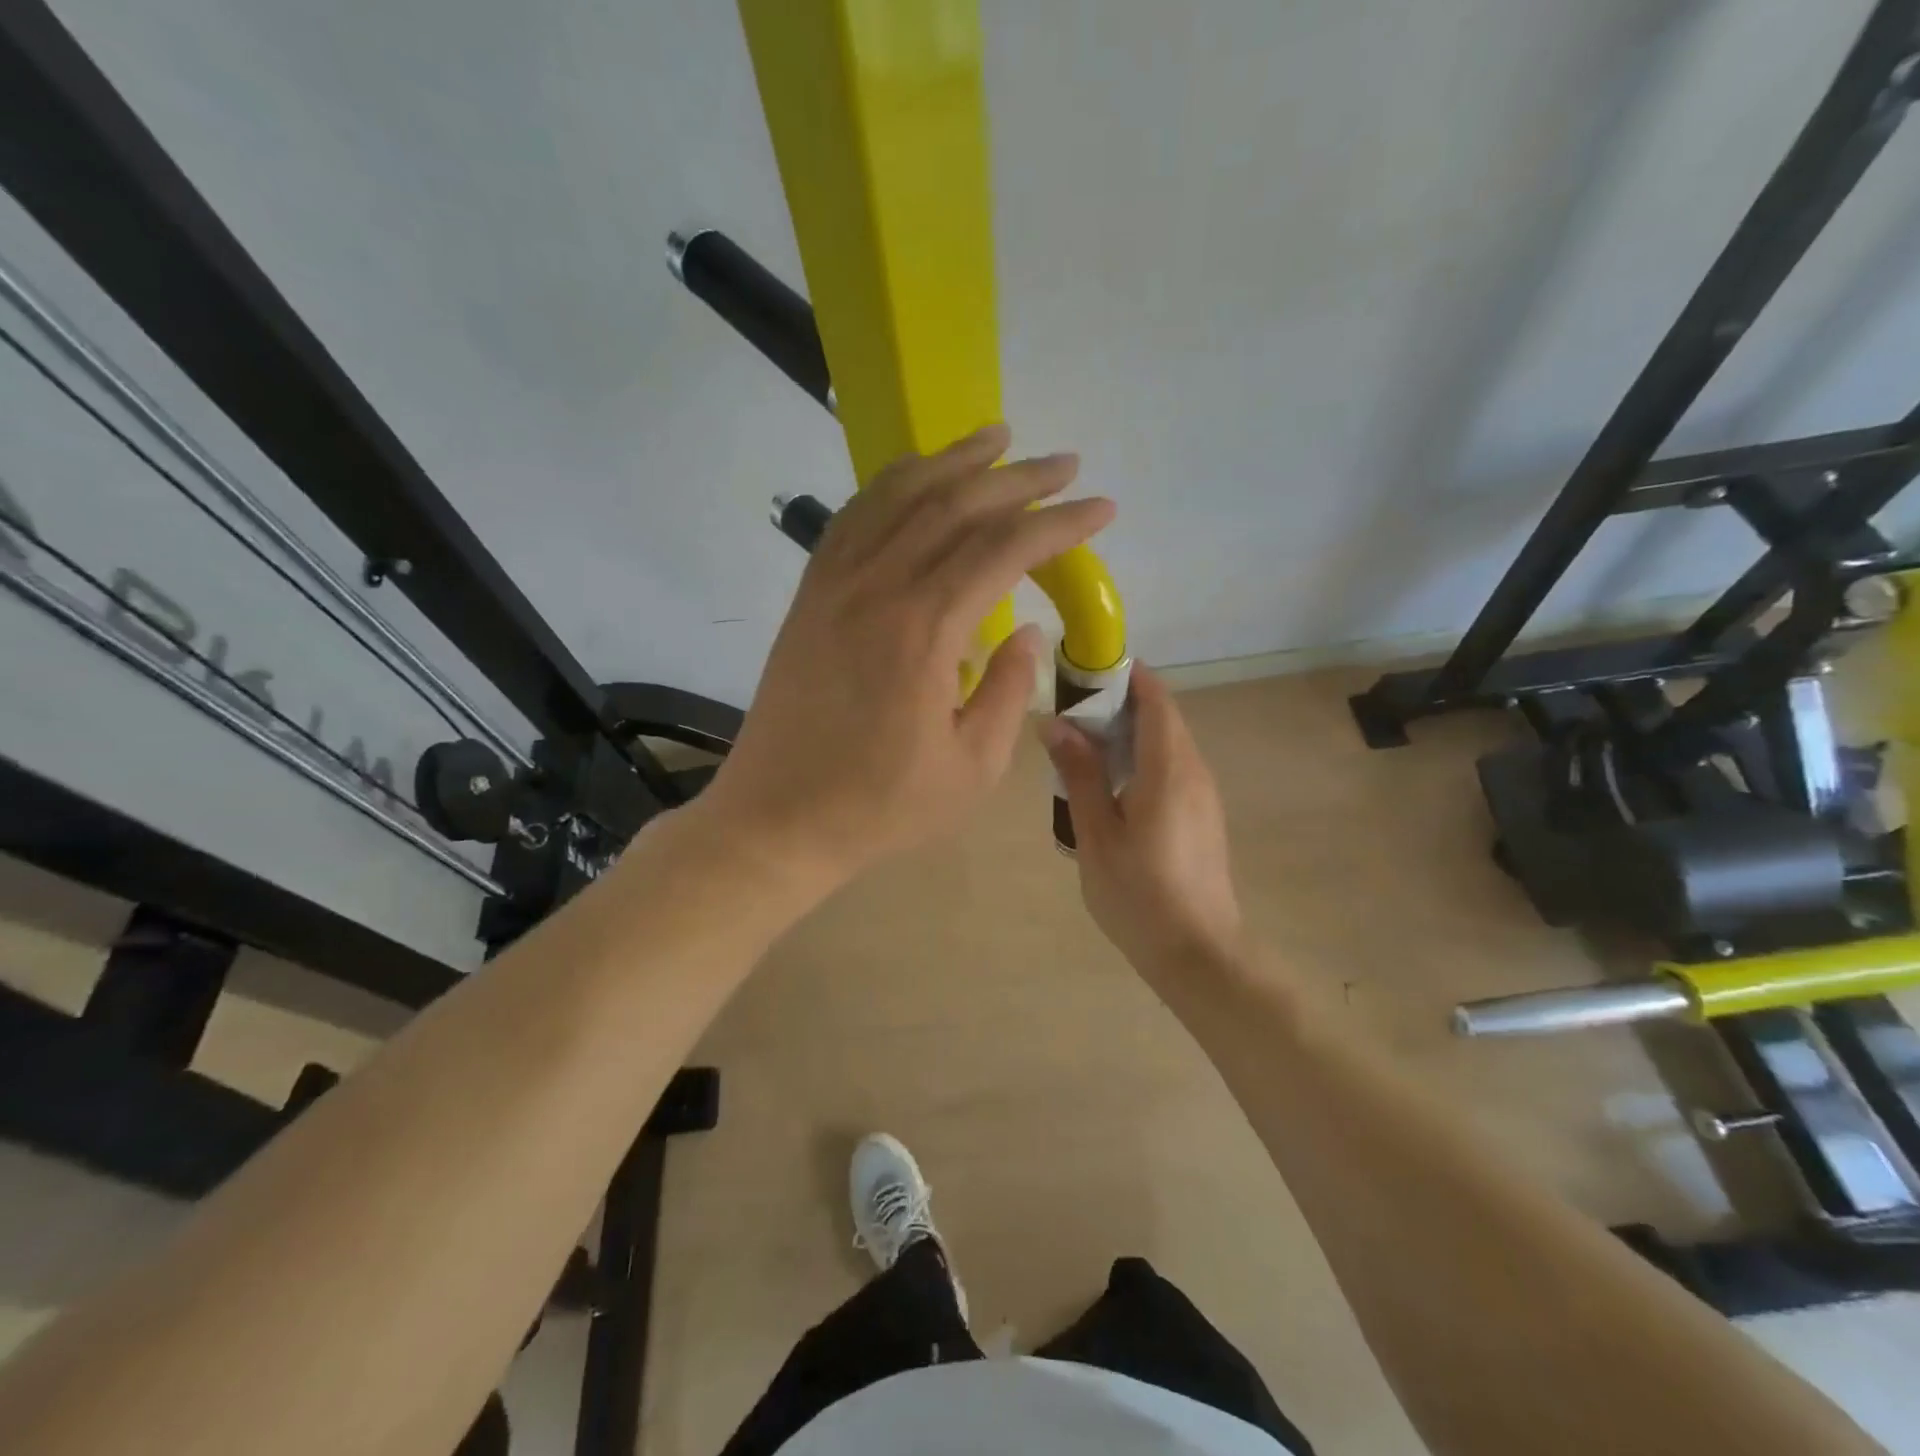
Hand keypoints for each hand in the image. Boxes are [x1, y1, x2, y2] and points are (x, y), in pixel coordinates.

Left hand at [704, 423, 1114, 886]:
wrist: (778, 818)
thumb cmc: (881, 805)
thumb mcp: (972, 767)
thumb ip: (1009, 691)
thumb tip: (1028, 631)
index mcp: (923, 631)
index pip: (1002, 549)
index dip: (1058, 523)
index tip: (1100, 508)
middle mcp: (877, 588)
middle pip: (955, 506)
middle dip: (1018, 479)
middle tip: (1065, 465)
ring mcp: (834, 585)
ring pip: (898, 496)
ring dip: (952, 461)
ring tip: (997, 438)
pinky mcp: (810, 595)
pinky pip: (853, 519)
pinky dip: (891, 486)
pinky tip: (917, 478)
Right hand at [1041, 666, 1244, 977]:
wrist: (1199, 954)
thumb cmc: (1139, 894)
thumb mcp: (1096, 834)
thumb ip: (1079, 773)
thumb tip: (1056, 722)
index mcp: (1169, 767)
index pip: (1153, 696)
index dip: (1122, 675)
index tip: (1080, 672)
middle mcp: (1194, 770)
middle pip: (1160, 715)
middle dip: (1117, 703)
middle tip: (1067, 713)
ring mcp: (1204, 793)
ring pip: (1166, 742)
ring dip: (1127, 733)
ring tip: (1079, 747)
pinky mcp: (1203, 815)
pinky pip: (1171, 767)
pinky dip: (1140, 758)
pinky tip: (1108, 785)